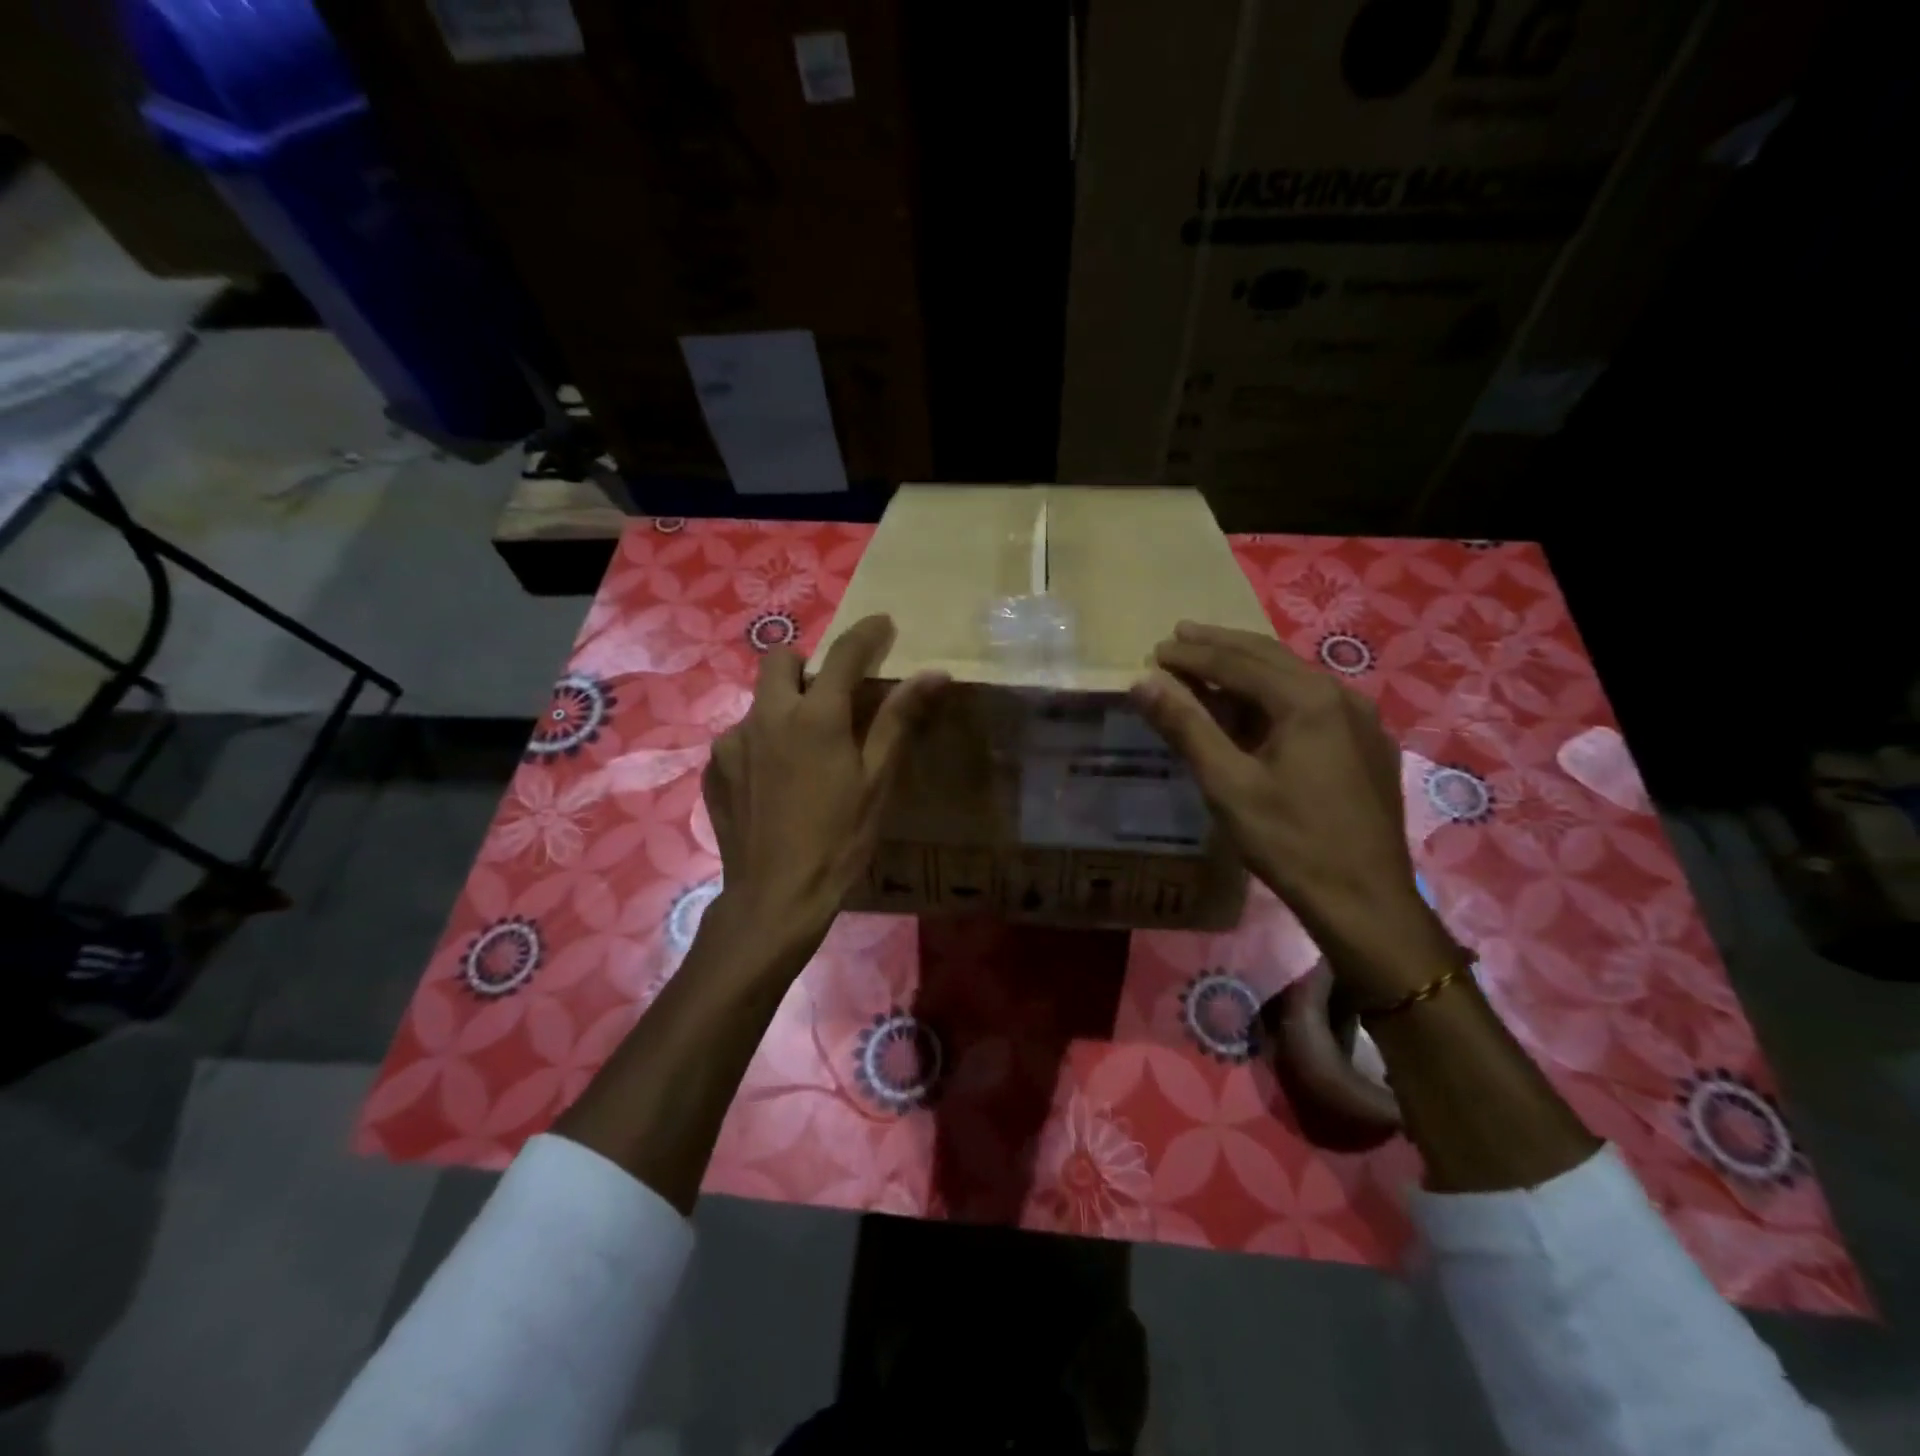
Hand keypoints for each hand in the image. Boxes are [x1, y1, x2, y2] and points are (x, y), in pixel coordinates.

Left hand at [702, 614, 945, 959]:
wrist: (775, 897)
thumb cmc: (839, 839)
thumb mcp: (876, 781)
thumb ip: (898, 720)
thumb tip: (933, 674)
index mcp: (813, 716)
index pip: (844, 654)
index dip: (867, 633)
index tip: (882, 623)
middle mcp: (766, 716)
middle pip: (780, 660)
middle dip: (807, 665)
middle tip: (830, 696)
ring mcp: (732, 742)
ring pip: (758, 702)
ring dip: (782, 709)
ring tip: (802, 752)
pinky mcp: (714, 769)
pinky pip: (740, 739)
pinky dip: (761, 745)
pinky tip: (774, 783)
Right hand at [1131, 621, 1457, 1003]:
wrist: (1366, 902)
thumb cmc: (1290, 842)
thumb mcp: (1227, 784)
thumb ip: (1186, 726)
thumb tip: (1142, 682)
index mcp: (1308, 699)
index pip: (1238, 661)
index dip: (1192, 654)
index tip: (1156, 649)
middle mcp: (1341, 695)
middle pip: (1270, 657)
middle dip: (1221, 646)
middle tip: (1180, 636)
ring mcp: (1362, 719)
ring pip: (1294, 678)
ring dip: (1248, 668)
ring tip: (1210, 663)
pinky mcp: (1368, 746)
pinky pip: (1313, 703)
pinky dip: (1275, 694)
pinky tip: (1258, 708)